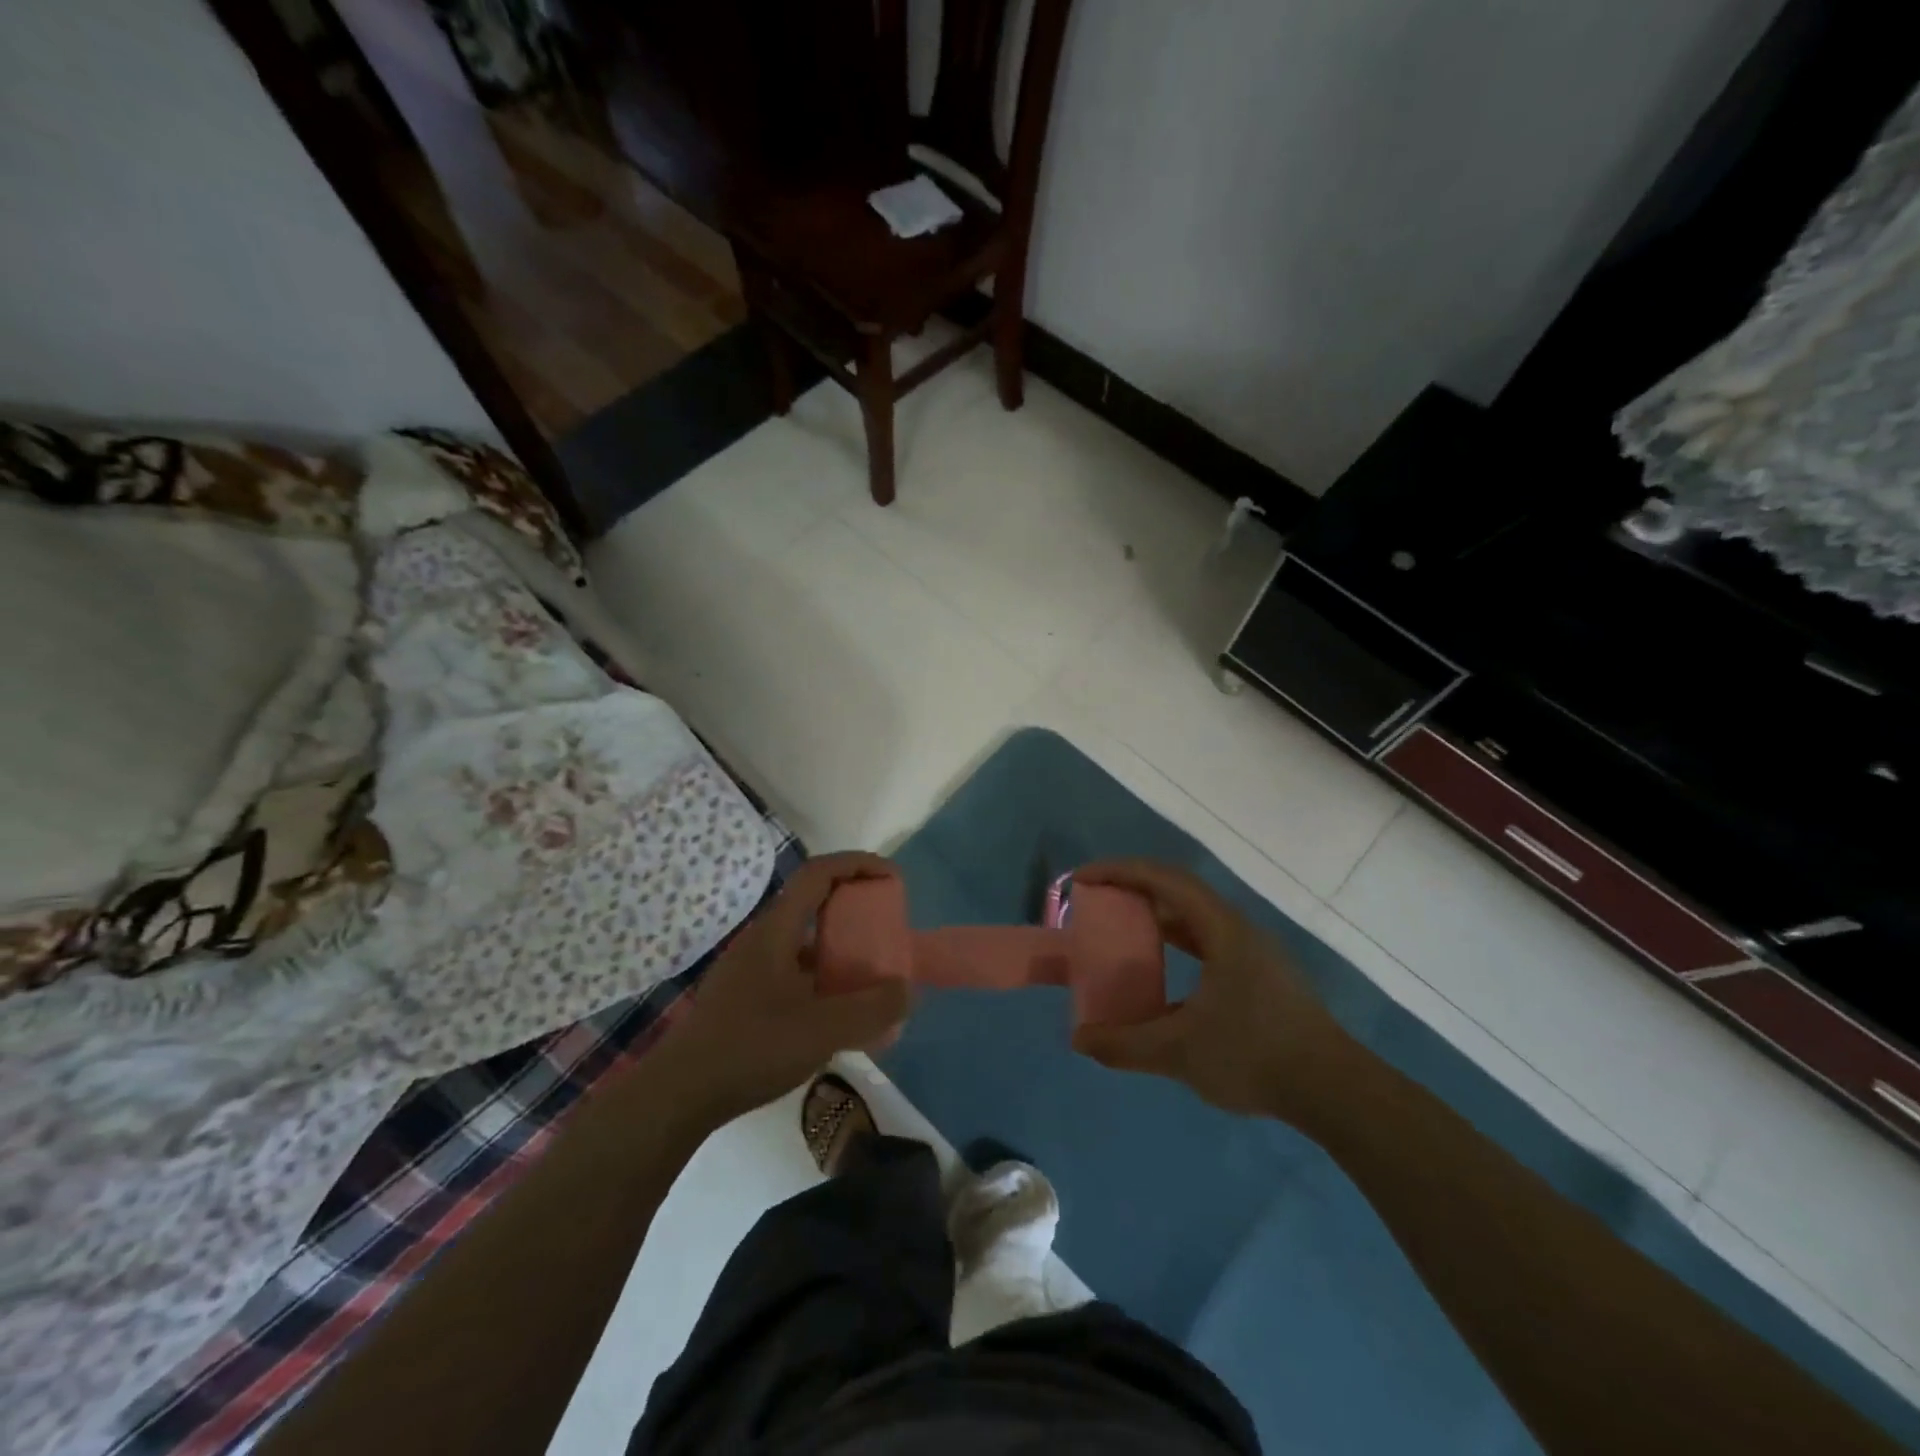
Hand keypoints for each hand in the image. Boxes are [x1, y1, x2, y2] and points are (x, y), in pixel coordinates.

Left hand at [668, 852, 912, 1121]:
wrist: (679, 1095)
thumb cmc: (750, 1049)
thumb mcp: (821, 1030)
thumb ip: (871, 1009)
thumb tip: (906, 991)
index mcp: (776, 930)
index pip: (818, 873)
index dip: (858, 864)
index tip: (892, 879)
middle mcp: (763, 939)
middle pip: (814, 902)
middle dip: (854, 905)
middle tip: (886, 928)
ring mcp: (751, 968)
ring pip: (804, 939)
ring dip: (840, 945)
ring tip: (870, 973)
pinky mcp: (746, 996)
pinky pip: (795, 970)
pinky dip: (824, 976)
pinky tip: (838, 1013)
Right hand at [1069, 859, 1350, 1121]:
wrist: (1335, 1092)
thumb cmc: (1255, 1055)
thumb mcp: (1180, 1052)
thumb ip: (1125, 1045)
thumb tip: (1080, 1040)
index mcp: (1221, 929)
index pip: (1164, 880)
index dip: (1120, 872)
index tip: (1083, 879)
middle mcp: (1238, 931)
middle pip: (1179, 893)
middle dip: (1134, 891)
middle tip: (1097, 904)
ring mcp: (1254, 954)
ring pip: (1196, 920)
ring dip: (1156, 919)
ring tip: (1122, 934)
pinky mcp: (1262, 978)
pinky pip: (1208, 945)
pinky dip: (1177, 946)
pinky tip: (1162, 978)